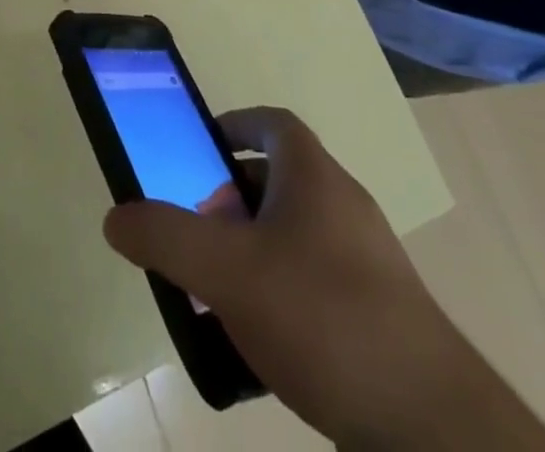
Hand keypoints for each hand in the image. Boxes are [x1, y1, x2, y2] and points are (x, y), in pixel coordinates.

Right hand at [102, 107, 485, 449]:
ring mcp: (366, 261)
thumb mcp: (225, 271)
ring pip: (293, 236)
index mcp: (313, 175)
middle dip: (229, 201)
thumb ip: (165, 238)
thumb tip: (116, 217)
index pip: (271, 123)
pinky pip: (314, 284)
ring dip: (251, 253)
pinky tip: (257, 345)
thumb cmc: (321, 315)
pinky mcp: (378, 315)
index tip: (198, 151)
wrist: (429, 424)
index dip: (231, 127)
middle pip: (277, 181)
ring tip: (217, 293)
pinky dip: (279, 296)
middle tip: (197, 234)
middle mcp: (343, 205)